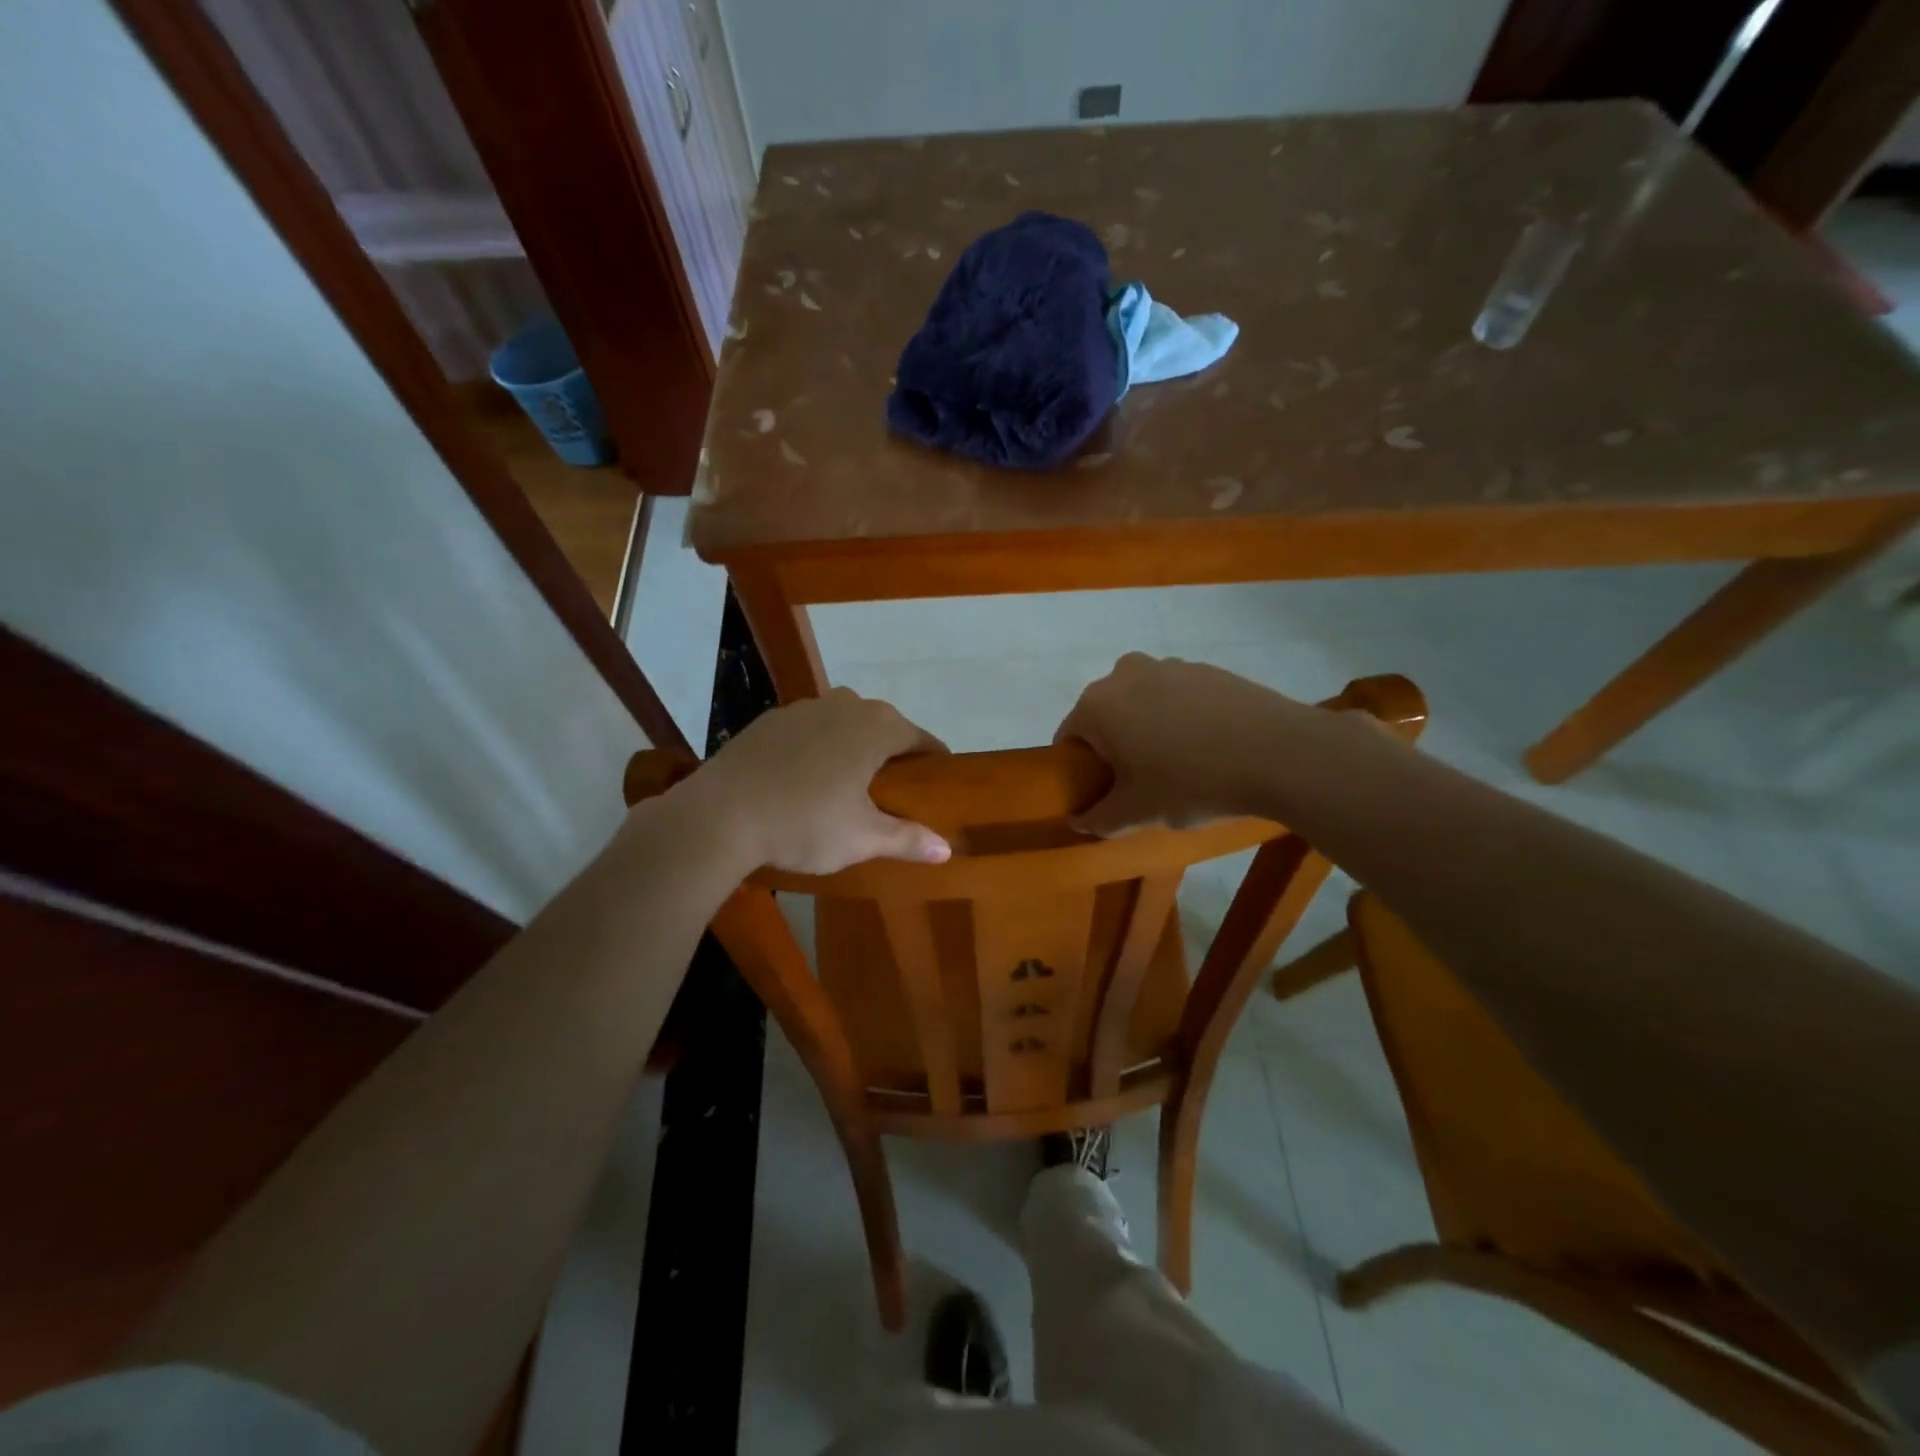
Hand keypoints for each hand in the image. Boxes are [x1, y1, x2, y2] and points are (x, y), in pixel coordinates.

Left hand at [685, 688, 951, 873]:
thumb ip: (908, 839)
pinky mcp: (769, 720)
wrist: (719, 815)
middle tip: (893, 791)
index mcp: (877, 727)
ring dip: (852, 746)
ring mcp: (803, 708)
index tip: (938, 782)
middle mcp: (845, 704)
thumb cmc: (805, 823)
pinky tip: (804, 779)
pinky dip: (817, 747)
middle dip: (892, 753)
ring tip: (848, 784)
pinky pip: (808, 729)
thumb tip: (947, 849)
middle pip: (883, 725)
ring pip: (843, 723)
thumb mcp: (862, 839)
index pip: (921, 739)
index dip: (933, 761)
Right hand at [1054, 653, 1312, 834]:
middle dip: (1114, 746)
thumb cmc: (1192, 782)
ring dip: (1147, 729)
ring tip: (1179, 765)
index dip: (1079, 769)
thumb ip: (1099, 818)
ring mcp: (1169, 666)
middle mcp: (1125, 674)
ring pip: (1142, 703)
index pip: (1068, 737)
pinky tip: (1208, 747)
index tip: (1102, 792)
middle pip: (1105, 715)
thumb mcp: (1139, 812)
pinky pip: (1177, 696)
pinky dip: (1181, 718)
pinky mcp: (1207, 668)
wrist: (1280, 753)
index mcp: (1097, 705)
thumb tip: (1078, 821)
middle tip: (1139, 782)